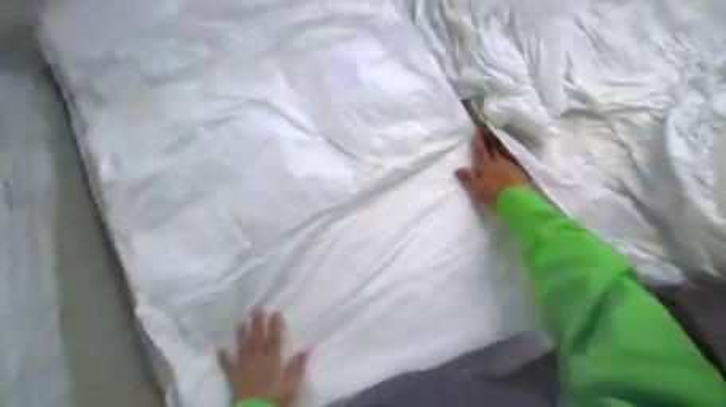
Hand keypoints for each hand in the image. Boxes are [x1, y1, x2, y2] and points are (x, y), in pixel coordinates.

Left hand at [215, 311, 304, 404]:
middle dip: (257, 323)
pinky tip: (220, 349)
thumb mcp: (291, 386)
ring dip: (242, 333)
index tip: (276, 312)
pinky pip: (228, 366)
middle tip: (256, 308)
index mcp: (271, 361)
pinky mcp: (234, 378)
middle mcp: (257, 361)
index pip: (274, 339)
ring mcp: (244, 368)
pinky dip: (223, 358)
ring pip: (243, 347)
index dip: (275, 325)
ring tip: (241, 320)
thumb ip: (297, 367)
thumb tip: (306, 349)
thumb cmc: (274, 400)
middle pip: (257, 339)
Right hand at [455, 129, 532, 207]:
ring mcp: (511, 166)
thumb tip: (457, 169)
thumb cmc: (493, 196)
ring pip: (503, 153)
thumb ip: (468, 178)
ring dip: (500, 147)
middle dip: (490, 140)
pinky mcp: (520, 172)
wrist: (517, 202)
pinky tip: (508, 158)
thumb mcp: (476, 189)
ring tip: (498, 142)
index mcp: (486, 166)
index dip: (479, 140)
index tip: (478, 129)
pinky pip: (512, 160)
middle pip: (494, 148)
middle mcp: (499, 162)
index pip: (481, 150)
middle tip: (488, 131)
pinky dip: (508, 157)